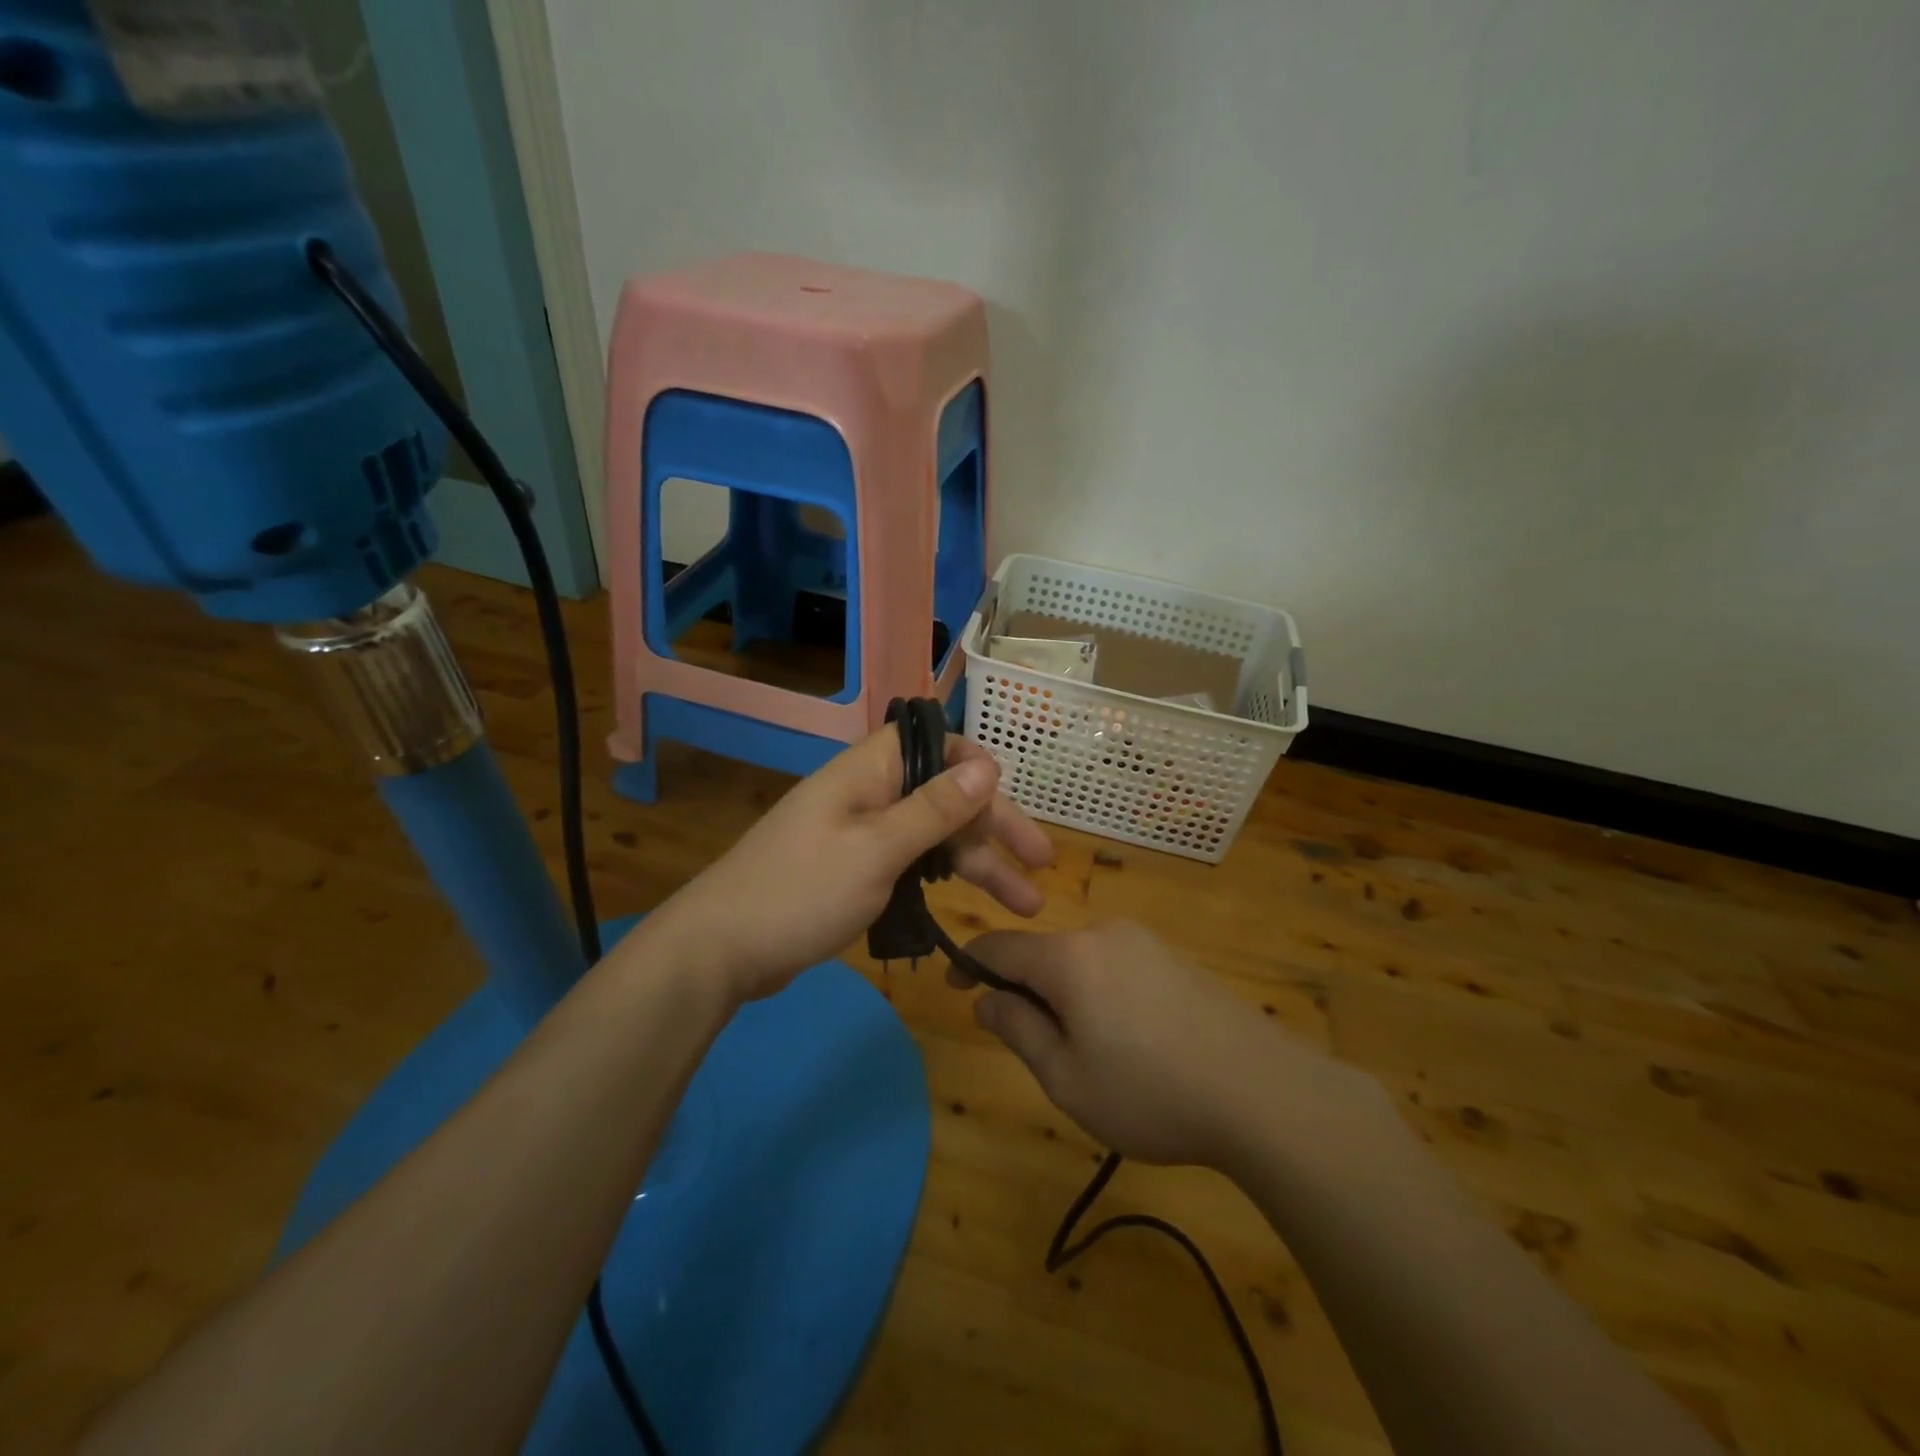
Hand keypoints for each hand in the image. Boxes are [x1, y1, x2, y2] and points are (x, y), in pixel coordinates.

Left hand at [659, 726, 1053, 1003]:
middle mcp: (867, 794)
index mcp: (869, 772)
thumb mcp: (877, 849)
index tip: (1010, 800)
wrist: (720, 950)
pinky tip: (969, 905)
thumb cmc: (802, 891)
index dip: (976, 765)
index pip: (933, 743)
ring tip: (1024, 904)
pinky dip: (941, 879)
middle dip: (994, 828)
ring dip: (977, 864)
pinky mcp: (852, 871)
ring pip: (931, 836)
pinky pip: (909, 862)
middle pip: (943, 795)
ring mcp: (859, 834)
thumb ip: (934, 808)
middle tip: (1041, 865)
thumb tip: (987, 765)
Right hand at [953, 921, 1386, 1171]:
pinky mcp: (1175, 960)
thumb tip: (985, 999)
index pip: (999, 946)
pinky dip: (1101, 995)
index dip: (969, 964)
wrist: (1263, 1093)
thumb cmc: (1150, 1093)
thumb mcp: (1066, 1077)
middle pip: (1043, 954)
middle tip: (1033, 1048)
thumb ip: (1018, 1030)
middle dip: (1025, 991)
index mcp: (1068, 957)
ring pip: (1081, 962)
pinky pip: (1117, 968)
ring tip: (1087, 1056)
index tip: (954, 988)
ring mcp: (1145, 943)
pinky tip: (1130, 1043)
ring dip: (1065, 996)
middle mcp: (1104, 935)